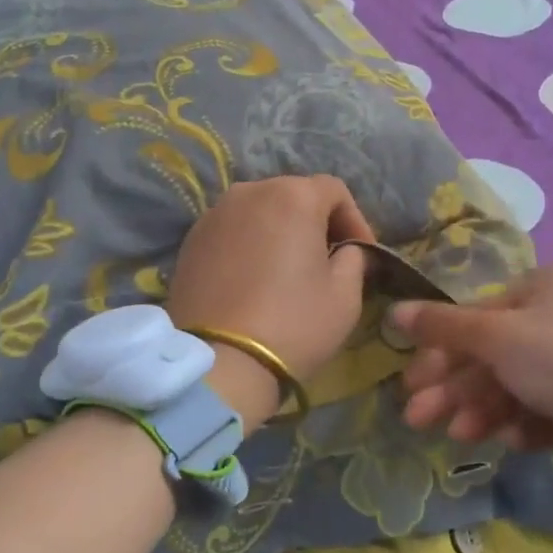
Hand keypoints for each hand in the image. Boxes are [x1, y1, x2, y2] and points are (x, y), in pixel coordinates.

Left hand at [167, 176, 373, 427]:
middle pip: (293, 195)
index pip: (334, 191)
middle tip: (327, 259)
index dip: (354, 218)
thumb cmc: (294, 323)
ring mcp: (215, 214)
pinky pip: (231, 231)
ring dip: (279, 231)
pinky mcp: (191, 240)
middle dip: (315, 222)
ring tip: (287, 268)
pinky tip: (253, 278)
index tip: (361, 252)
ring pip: (259, 211)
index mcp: (293, 196)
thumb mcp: (345, 295)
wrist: (221, 361)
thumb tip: (347, 250)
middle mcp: (250, 191)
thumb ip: (354, 259)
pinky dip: (248, 244)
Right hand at [389, 261, 552, 484]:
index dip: (441, 350)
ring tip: (461, 436)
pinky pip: (543, 408)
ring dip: (482, 409)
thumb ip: (442, 325)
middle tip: (417, 418)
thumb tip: (394, 311)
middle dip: (455, 388)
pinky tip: (513, 440)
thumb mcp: (496, 336)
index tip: (412, 382)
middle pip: (493, 353)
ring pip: (514, 385)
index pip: (479, 316)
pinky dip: (522, 423)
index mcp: (547, 286)